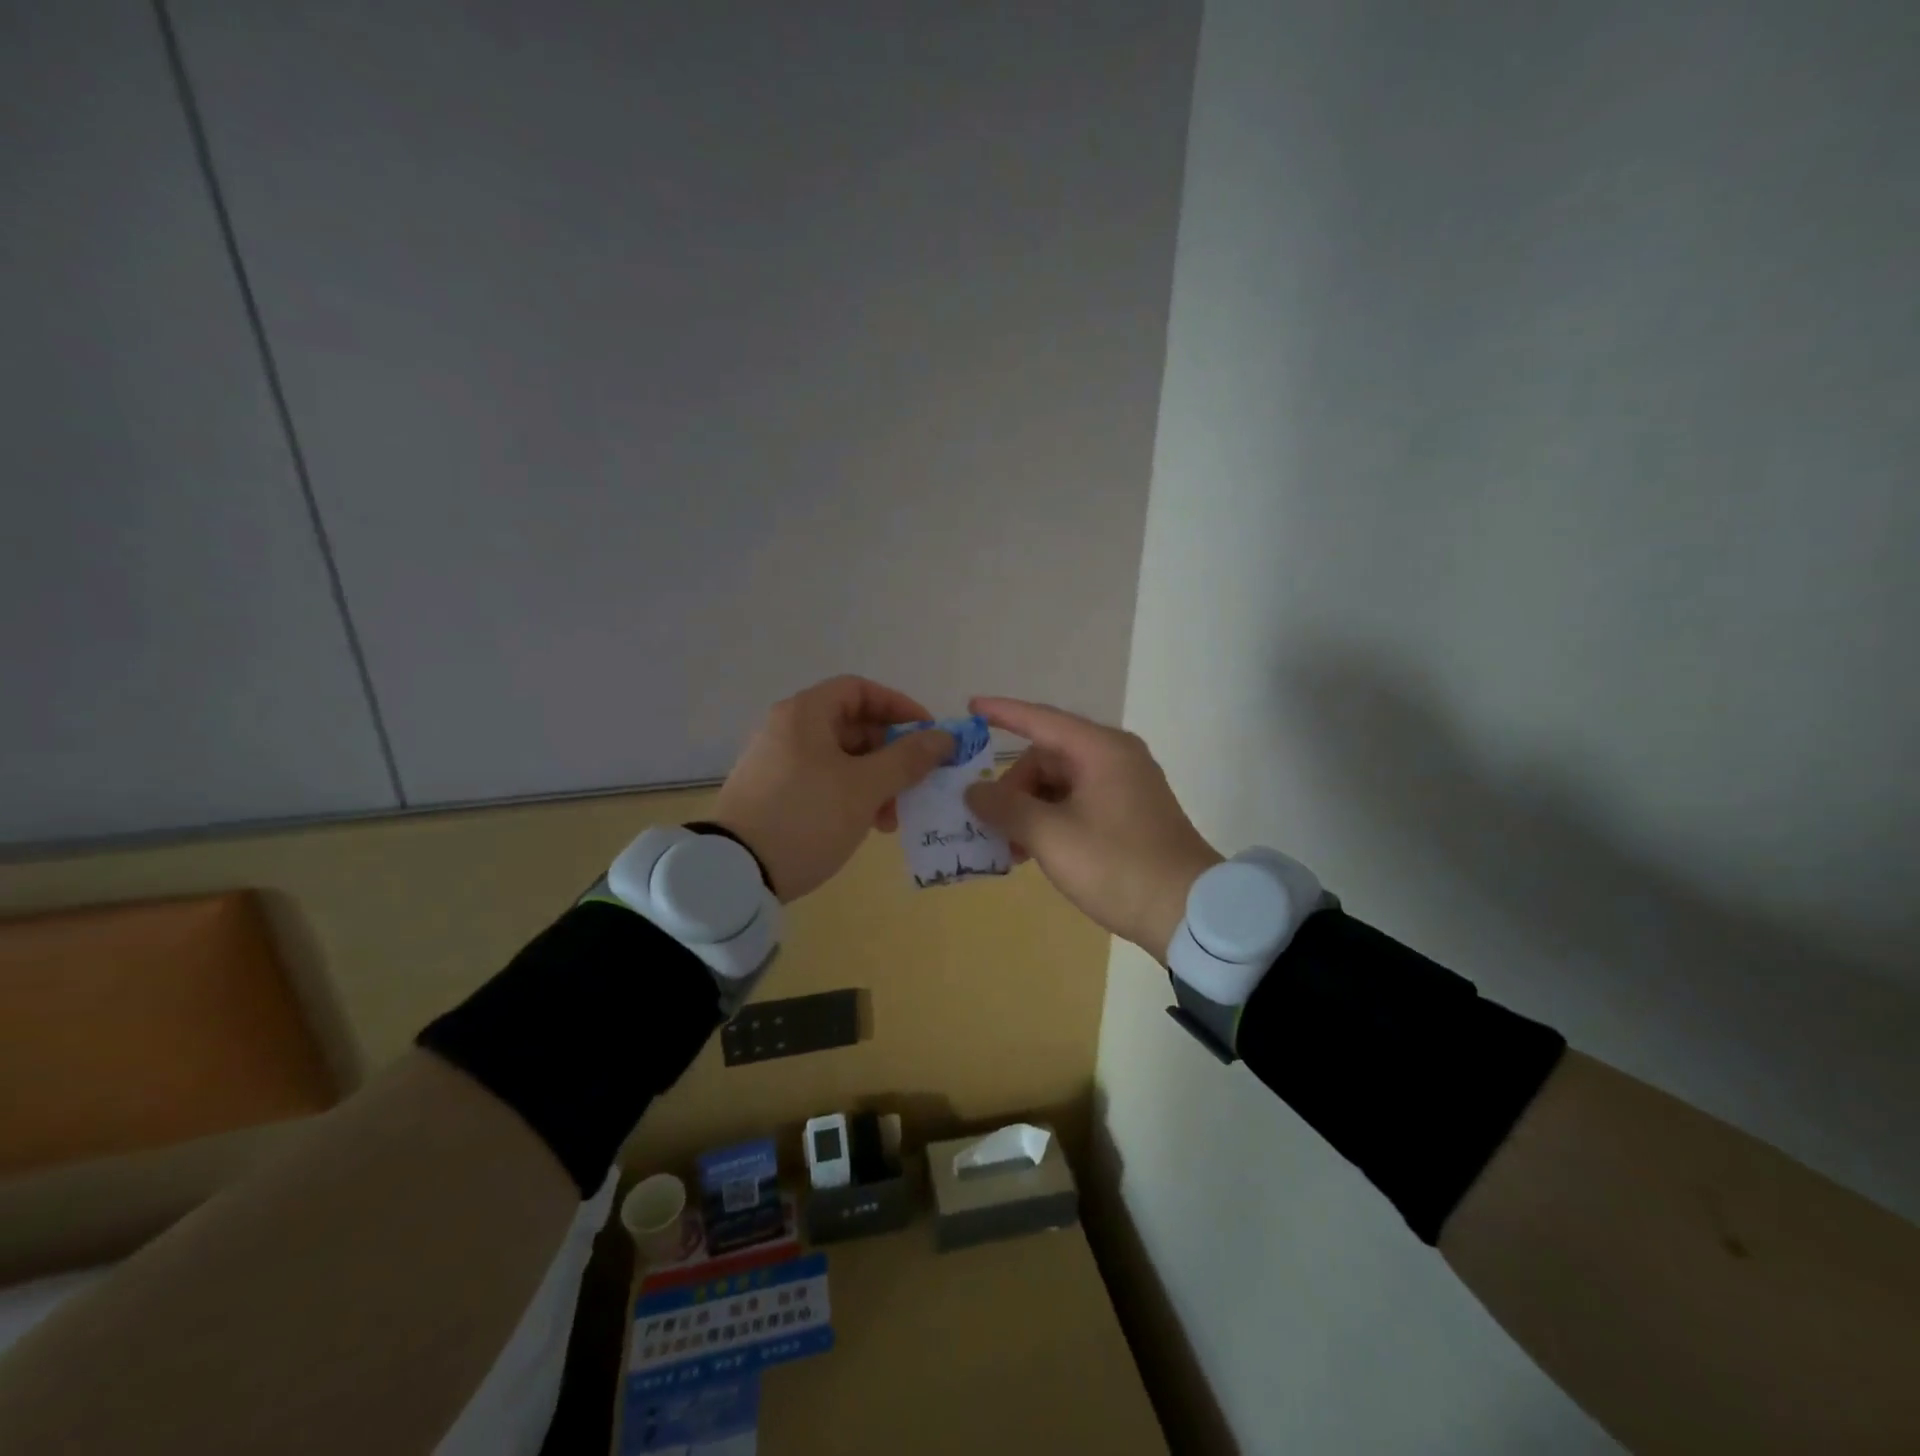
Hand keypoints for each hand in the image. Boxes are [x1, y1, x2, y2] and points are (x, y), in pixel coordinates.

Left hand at [712, 676, 954, 901]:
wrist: (735, 873)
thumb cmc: (807, 817)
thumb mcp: (865, 787)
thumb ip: (908, 758)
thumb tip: (944, 737)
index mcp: (805, 713)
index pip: (860, 690)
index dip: (899, 707)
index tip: (927, 735)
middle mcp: (787, 729)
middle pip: (852, 726)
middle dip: (891, 754)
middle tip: (915, 784)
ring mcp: (777, 761)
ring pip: (840, 758)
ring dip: (874, 781)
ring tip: (890, 819)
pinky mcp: (772, 792)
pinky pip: (822, 781)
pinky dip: (850, 795)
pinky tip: (865, 826)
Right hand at [963, 697, 1222, 960]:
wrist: (1188, 913)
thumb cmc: (1117, 866)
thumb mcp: (1051, 837)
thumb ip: (1006, 808)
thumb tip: (973, 791)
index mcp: (1101, 750)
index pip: (1041, 719)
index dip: (1002, 712)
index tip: (969, 706)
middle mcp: (1115, 757)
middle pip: (1048, 756)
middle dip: (1014, 785)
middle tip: (992, 822)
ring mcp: (1126, 785)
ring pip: (1061, 782)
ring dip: (1031, 807)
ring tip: (1010, 845)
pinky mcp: (1130, 812)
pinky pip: (1078, 801)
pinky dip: (1052, 818)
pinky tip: (1034, 849)